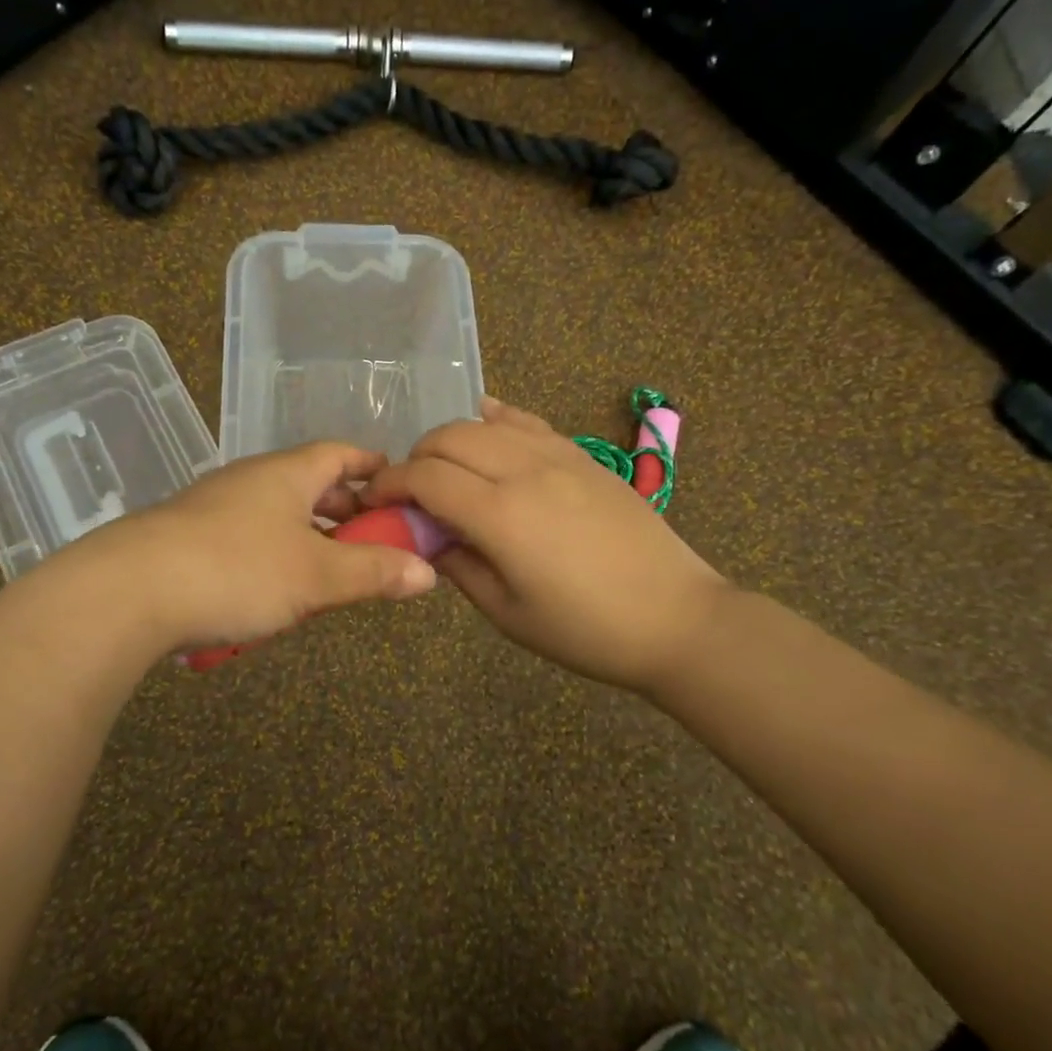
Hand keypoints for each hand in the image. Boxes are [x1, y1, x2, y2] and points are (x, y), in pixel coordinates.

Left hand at [63, 441, 437, 651]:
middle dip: (342, 508)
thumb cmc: (237, 570)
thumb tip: (428, 572)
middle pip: (308, 482)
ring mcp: (213, 506)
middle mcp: (250, 479)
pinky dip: (270, 554)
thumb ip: (373, 572)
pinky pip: (244, 537)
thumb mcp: (316, 576)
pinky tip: (271, 592)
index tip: (395, 483)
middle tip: (371, 537)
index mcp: (286, 473)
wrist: (128, 590)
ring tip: (327, 570)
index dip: (370, 465)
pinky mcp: (186, 537)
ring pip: (274, 512)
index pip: (339, 453)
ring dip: (305, 535)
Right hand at [362, 395, 727, 696]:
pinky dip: (497, 419)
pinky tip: (487, 421)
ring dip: (452, 440)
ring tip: (446, 469)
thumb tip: (428, 538)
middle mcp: (524, 470)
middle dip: (416, 457)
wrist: (677, 618)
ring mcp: (558, 455)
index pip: (425, 477)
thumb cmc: (585, 630)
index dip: (390, 484)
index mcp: (500, 514)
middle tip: (411, 492)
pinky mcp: (582, 455)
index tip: (375, 500)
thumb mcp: (507, 613)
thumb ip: (458, 566)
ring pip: (485, 423)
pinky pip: (528, 422)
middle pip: (449, 438)